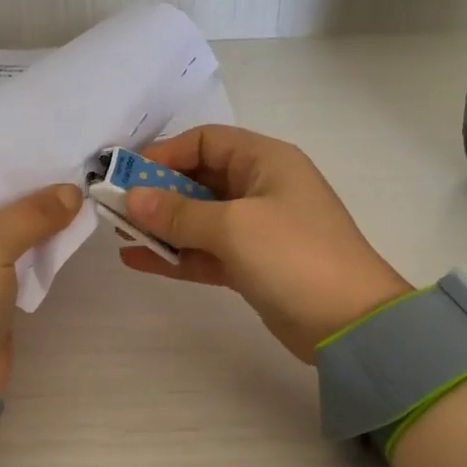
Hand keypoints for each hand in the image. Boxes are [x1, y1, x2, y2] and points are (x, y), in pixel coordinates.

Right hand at [120, 126, 411, 360]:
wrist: (351, 324)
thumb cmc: (295, 256)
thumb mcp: (234, 226)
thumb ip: (178, 212)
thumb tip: (132, 199)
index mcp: (265, 161)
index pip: (206, 142)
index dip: (165, 153)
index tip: (127, 174)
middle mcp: (261, 188)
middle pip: (199, 179)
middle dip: (158, 191)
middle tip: (116, 207)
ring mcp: (257, 229)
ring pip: (199, 218)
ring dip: (162, 225)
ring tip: (119, 234)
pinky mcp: (252, 266)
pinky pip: (206, 251)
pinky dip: (176, 254)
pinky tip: (137, 259)